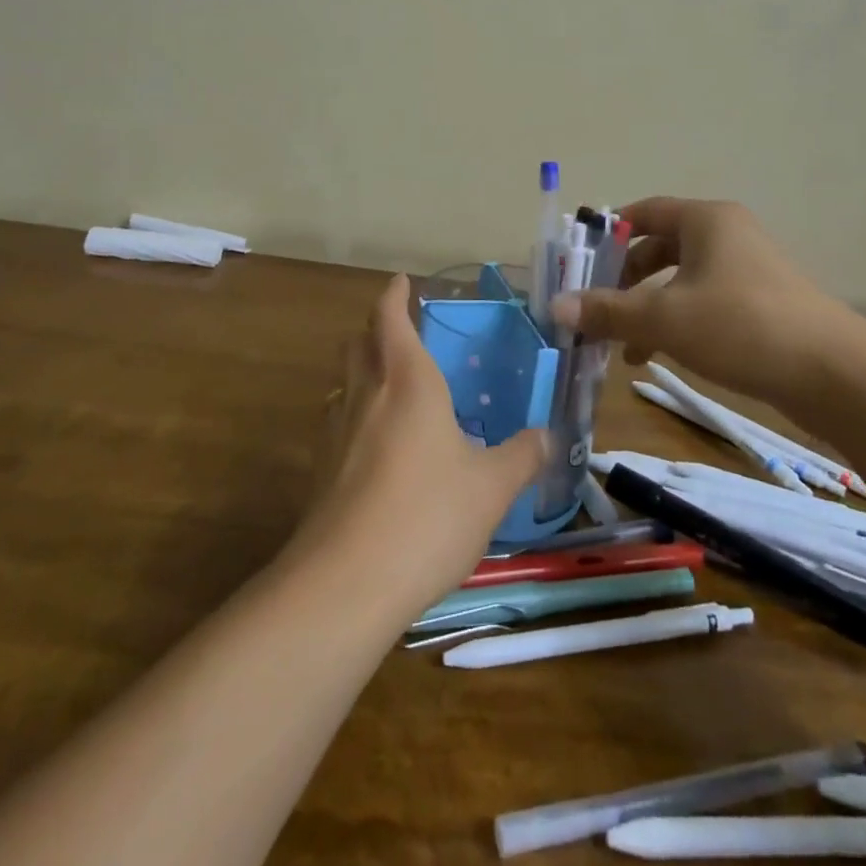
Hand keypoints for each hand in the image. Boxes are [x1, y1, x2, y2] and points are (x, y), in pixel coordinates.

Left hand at [296, 275, 547, 615]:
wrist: (345, 582)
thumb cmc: (427, 515)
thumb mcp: (492, 487)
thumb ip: (522, 456)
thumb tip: (547, 436)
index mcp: (408, 381)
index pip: (390, 318)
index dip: (394, 296)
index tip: (402, 282)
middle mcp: (365, 394)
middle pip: (358, 342)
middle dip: (376, 329)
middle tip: (402, 334)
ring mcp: (335, 431)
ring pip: (344, 382)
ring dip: (363, 372)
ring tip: (393, 390)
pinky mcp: (319, 470)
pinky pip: (338, 423)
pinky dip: (356, 416)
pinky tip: (378, 448)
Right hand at [550, 197, 865, 407]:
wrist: (835, 373)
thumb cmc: (741, 326)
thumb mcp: (664, 318)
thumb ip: (607, 311)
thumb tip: (555, 308)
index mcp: (706, 220)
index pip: (644, 212)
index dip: (608, 234)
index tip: (579, 262)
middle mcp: (726, 235)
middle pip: (659, 248)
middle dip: (623, 280)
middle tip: (595, 308)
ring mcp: (747, 270)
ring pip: (679, 281)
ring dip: (646, 308)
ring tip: (620, 346)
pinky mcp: (760, 304)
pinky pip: (702, 303)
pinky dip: (675, 322)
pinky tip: (657, 355)